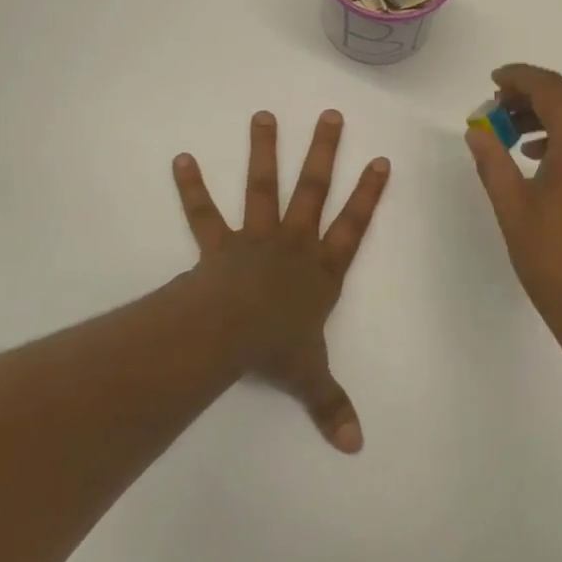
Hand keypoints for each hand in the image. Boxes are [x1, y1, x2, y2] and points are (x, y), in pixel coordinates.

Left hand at [171, 110, 389, 452]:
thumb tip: (357, 447)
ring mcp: (256, 239)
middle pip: (314, 190)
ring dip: (264, 151)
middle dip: (324, 152)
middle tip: (330, 115)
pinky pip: (205, 214)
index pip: (354, 226)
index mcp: (322, 270)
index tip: (381, 160)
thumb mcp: (311, 377)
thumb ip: (332, 406)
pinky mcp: (219, 246)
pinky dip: (192, 187)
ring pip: (263, 187)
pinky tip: (180, 158)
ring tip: (263, 115)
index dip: (369, 194)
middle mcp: (294, 244)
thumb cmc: (276, 349)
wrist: (229, 335)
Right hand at [465, 65, 561, 348]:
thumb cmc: (556, 261)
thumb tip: (477, 130)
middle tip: (494, 112)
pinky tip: (542, 157)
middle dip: (530, 99)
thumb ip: (493, 161)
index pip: (551, 89)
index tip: (492, 80)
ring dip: (549, 118)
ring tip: (511, 134)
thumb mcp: (514, 209)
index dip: (519, 78)